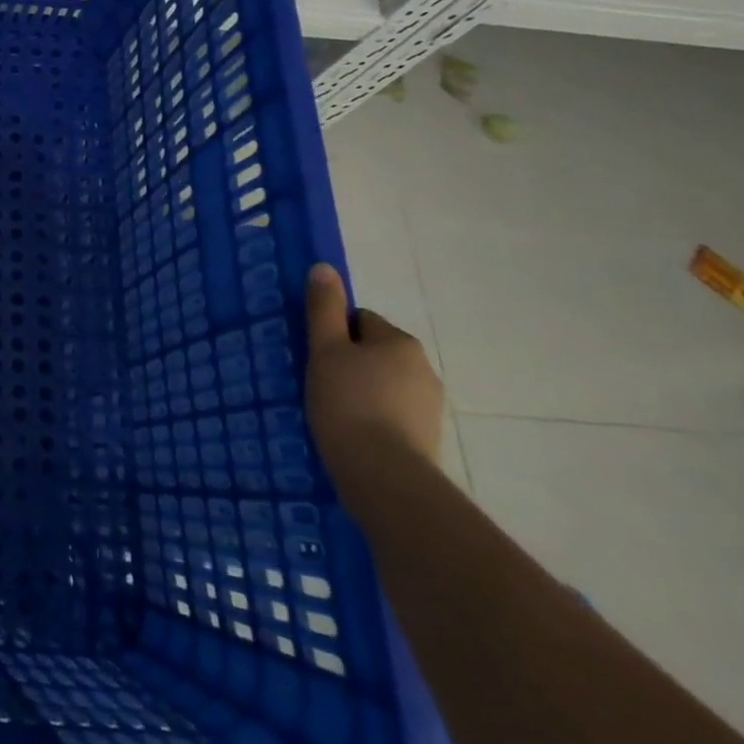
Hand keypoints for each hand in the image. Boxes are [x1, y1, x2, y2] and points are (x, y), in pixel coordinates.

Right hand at [304, 263, 442, 468]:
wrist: (384, 476)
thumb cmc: (348, 402)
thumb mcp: (325, 349)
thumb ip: (324, 308)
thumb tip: (324, 267)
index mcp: (400, 342)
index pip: (361, 320)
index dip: (333, 334)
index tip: (314, 355)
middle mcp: (423, 368)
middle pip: (373, 352)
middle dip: (348, 363)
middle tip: (318, 382)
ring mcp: (429, 406)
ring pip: (383, 384)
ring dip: (360, 391)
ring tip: (331, 411)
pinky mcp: (426, 438)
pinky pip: (391, 414)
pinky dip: (372, 417)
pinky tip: (351, 432)